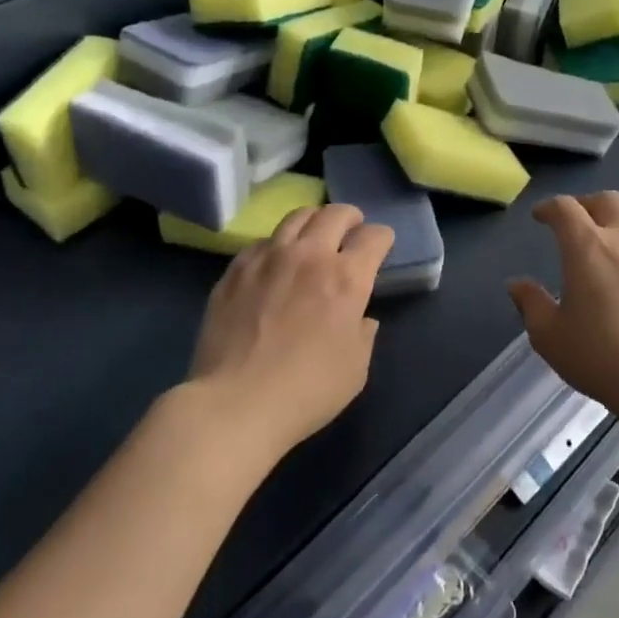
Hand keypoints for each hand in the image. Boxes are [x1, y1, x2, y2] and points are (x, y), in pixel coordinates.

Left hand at [188, 204, 395, 463]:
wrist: (236, 403)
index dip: (383, 238)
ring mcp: (269, 257)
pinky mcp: (236, 269)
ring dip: (314, 221)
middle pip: (336, 214)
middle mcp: (310, 255)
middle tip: (351, 231)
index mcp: (347, 277)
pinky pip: (263, 241)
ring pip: (297, 217)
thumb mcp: (356, 369)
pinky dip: (278, 244)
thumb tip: (361, 318)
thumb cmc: (307, 390)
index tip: (381, 247)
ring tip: (314, 235)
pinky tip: (275, 262)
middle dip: (351, 218)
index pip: (374, 237)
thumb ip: (363, 334)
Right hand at [508, 193, 618, 430]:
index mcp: (587, 247)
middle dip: (587, 204)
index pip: (564, 208)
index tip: (541, 217)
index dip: (549, 207)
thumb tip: (516, 284)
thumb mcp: (549, 335)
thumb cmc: (598, 357)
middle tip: (578, 222)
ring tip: (617, 231)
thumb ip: (530, 303)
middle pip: (607, 200)